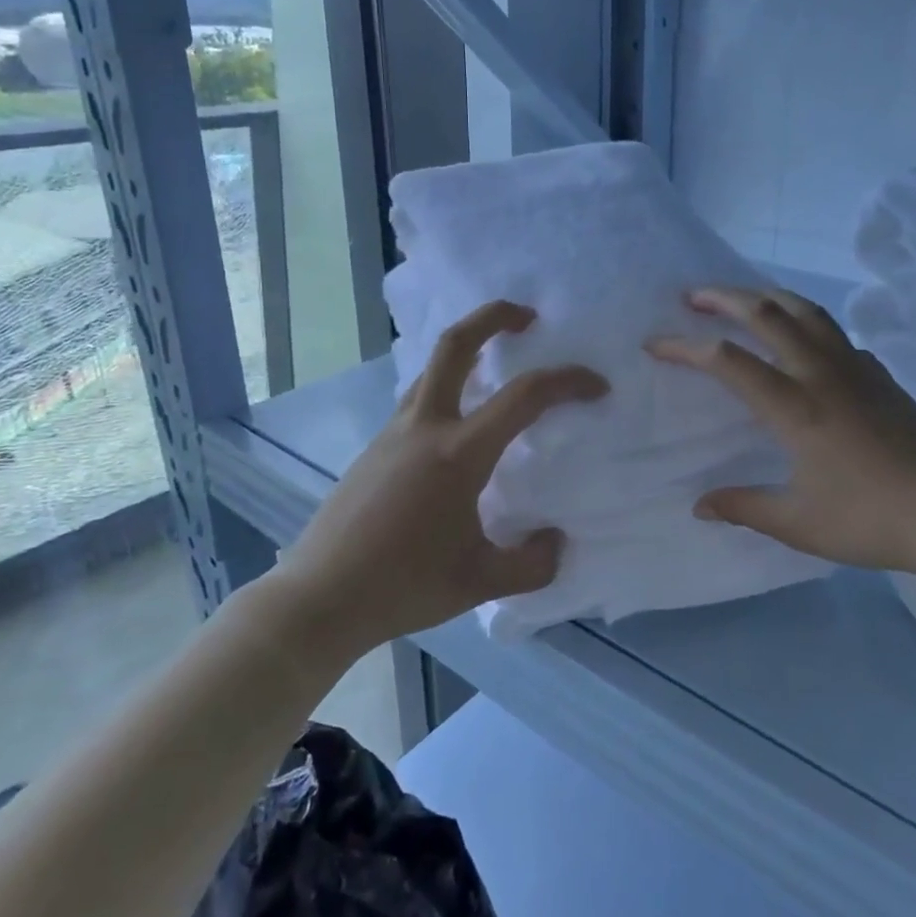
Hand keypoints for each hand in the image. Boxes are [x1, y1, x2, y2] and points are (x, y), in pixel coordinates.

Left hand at [275, 300, 607, 650]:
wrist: (318, 599)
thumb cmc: (403, 586)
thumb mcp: (480, 584)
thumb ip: (531, 564)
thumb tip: (555, 542)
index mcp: (458, 453)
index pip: (524, 396)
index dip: (568, 381)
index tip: (597, 386)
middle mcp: (424, 427)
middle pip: (456, 344)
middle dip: (494, 317)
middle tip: (527, 317)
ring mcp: (393, 433)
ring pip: (432, 369)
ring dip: (468, 351)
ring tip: (496, 367)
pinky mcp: (375, 448)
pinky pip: (417, 399)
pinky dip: (447, 389)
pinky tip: (458, 428)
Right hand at [648, 287, 915, 573]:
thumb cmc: (871, 519)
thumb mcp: (799, 523)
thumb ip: (745, 506)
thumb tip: (699, 505)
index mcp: (796, 408)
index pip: (728, 361)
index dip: (685, 347)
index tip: (655, 344)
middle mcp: (822, 374)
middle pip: (767, 313)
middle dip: (723, 297)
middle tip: (692, 296)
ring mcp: (856, 368)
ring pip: (806, 311)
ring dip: (766, 296)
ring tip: (742, 297)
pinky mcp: (880, 374)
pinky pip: (834, 334)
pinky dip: (806, 323)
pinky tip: (801, 341)